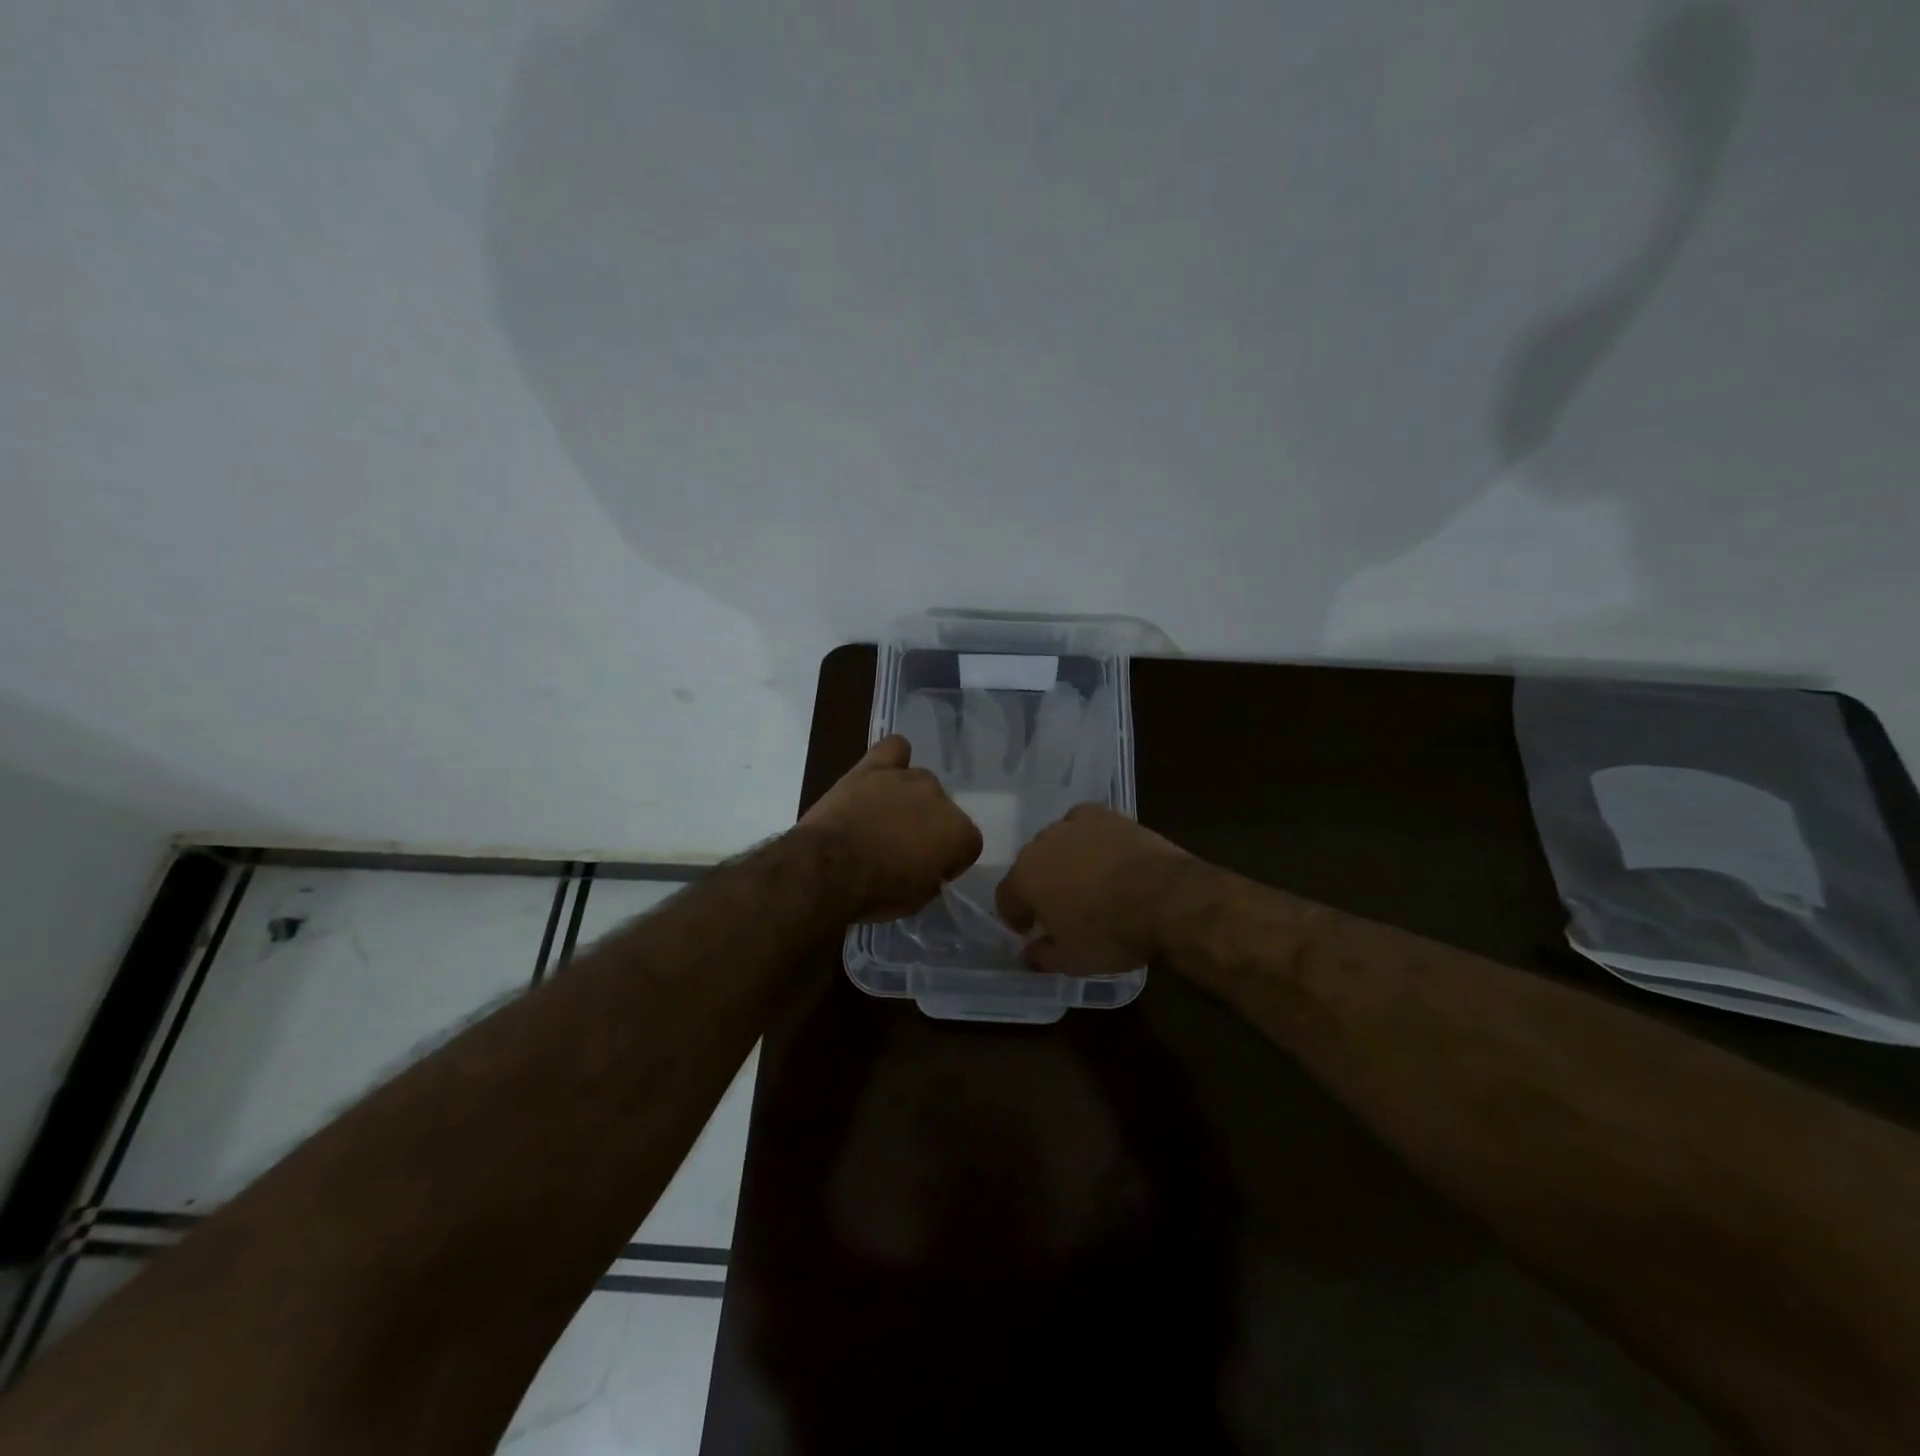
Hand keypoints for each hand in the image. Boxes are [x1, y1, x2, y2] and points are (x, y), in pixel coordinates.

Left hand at [798, 736, 983, 921]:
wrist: (829, 867)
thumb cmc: (876, 892)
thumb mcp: (917, 899)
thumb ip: (932, 876)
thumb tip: (927, 867)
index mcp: (959, 833)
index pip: (968, 845)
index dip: (949, 861)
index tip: (930, 872)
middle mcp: (940, 798)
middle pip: (943, 810)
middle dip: (928, 827)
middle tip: (902, 848)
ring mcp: (907, 778)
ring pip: (920, 782)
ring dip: (908, 799)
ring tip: (884, 818)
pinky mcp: (874, 766)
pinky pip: (894, 748)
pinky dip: (894, 759)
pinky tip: (884, 773)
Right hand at [995, 804, 1194, 974]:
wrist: (1166, 898)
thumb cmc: (1111, 933)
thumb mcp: (1072, 961)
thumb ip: (1042, 956)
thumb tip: (1030, 952)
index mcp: (1024, 878)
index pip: (1006, 897)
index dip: (1015, 917)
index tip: (1030, 931)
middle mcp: (1040, 844)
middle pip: (1030, 866)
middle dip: (1040, 886)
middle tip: (1060, 908)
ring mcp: (1073, 825)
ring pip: (1057, 843)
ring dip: (1063, 860)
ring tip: (1086, 881)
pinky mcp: (1105, 815)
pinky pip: (1084, 824)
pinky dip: (1088, 837)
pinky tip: (1103, 852)